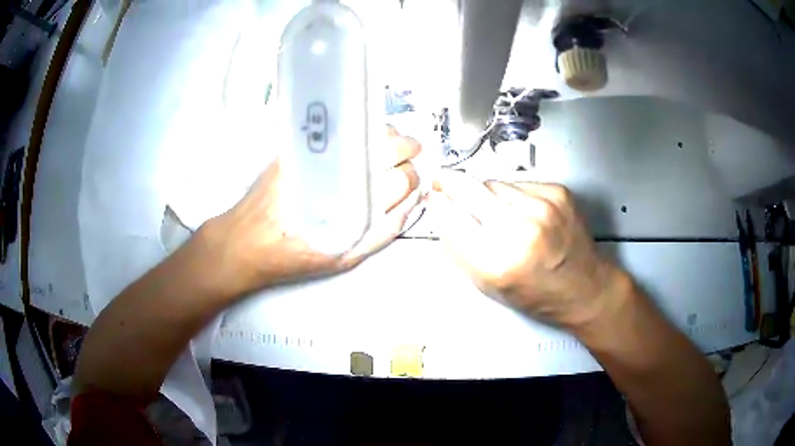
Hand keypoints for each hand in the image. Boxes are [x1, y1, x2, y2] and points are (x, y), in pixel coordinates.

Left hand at [201, 127, 421, 296]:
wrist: (246, 240)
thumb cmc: (295, 256)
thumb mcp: (343, 257)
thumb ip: (381, 233)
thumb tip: (410, 203)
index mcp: (354, 204)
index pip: (402, 178)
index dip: (411, 177)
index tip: (410, 178)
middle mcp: (341, 172)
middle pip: (392, 146)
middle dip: (408, 148)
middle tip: (408, 154)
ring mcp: (320, 153)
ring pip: (370, 130)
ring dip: (387, 136)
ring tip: (386, 148)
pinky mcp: (300, 144)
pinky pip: (342, 127)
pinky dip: (360, 130)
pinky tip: (360, 142)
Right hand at [430, 170, 622, 327]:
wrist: (584, 288)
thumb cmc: (535, 295)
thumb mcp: (488, 286)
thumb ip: (459, 249)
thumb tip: (441, 212)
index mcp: (498, 261)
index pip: (451, 216)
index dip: (438, 203)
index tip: (432, 196)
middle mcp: (521, 229)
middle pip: (470, 188)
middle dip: (451, 183)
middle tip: (442, 181)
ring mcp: (543, 206)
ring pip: (494, 183)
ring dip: (486, 193)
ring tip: (497, 212)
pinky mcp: (558, 192)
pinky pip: (519, 184)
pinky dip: (513, 195)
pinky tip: (524, 212)